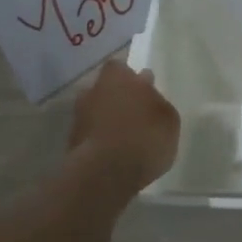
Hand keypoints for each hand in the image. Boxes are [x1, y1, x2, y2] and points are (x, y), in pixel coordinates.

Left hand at [67, 59, 179, 190]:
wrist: (106, 174)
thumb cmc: (145, 137)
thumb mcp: (169, 119)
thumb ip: (157, 102)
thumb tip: (148, 93)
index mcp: (118, 77)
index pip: (120, 67)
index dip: (130, 78)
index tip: (142, 89)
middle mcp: (93, 91)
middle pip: (105, 89)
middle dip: (117, 98)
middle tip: (135, 114)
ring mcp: (79, 117)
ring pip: (95, 111)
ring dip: (107, 120)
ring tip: (126, 137)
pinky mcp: (72, 143)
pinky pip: (91, 134)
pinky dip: (100, 140)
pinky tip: (115, 153)